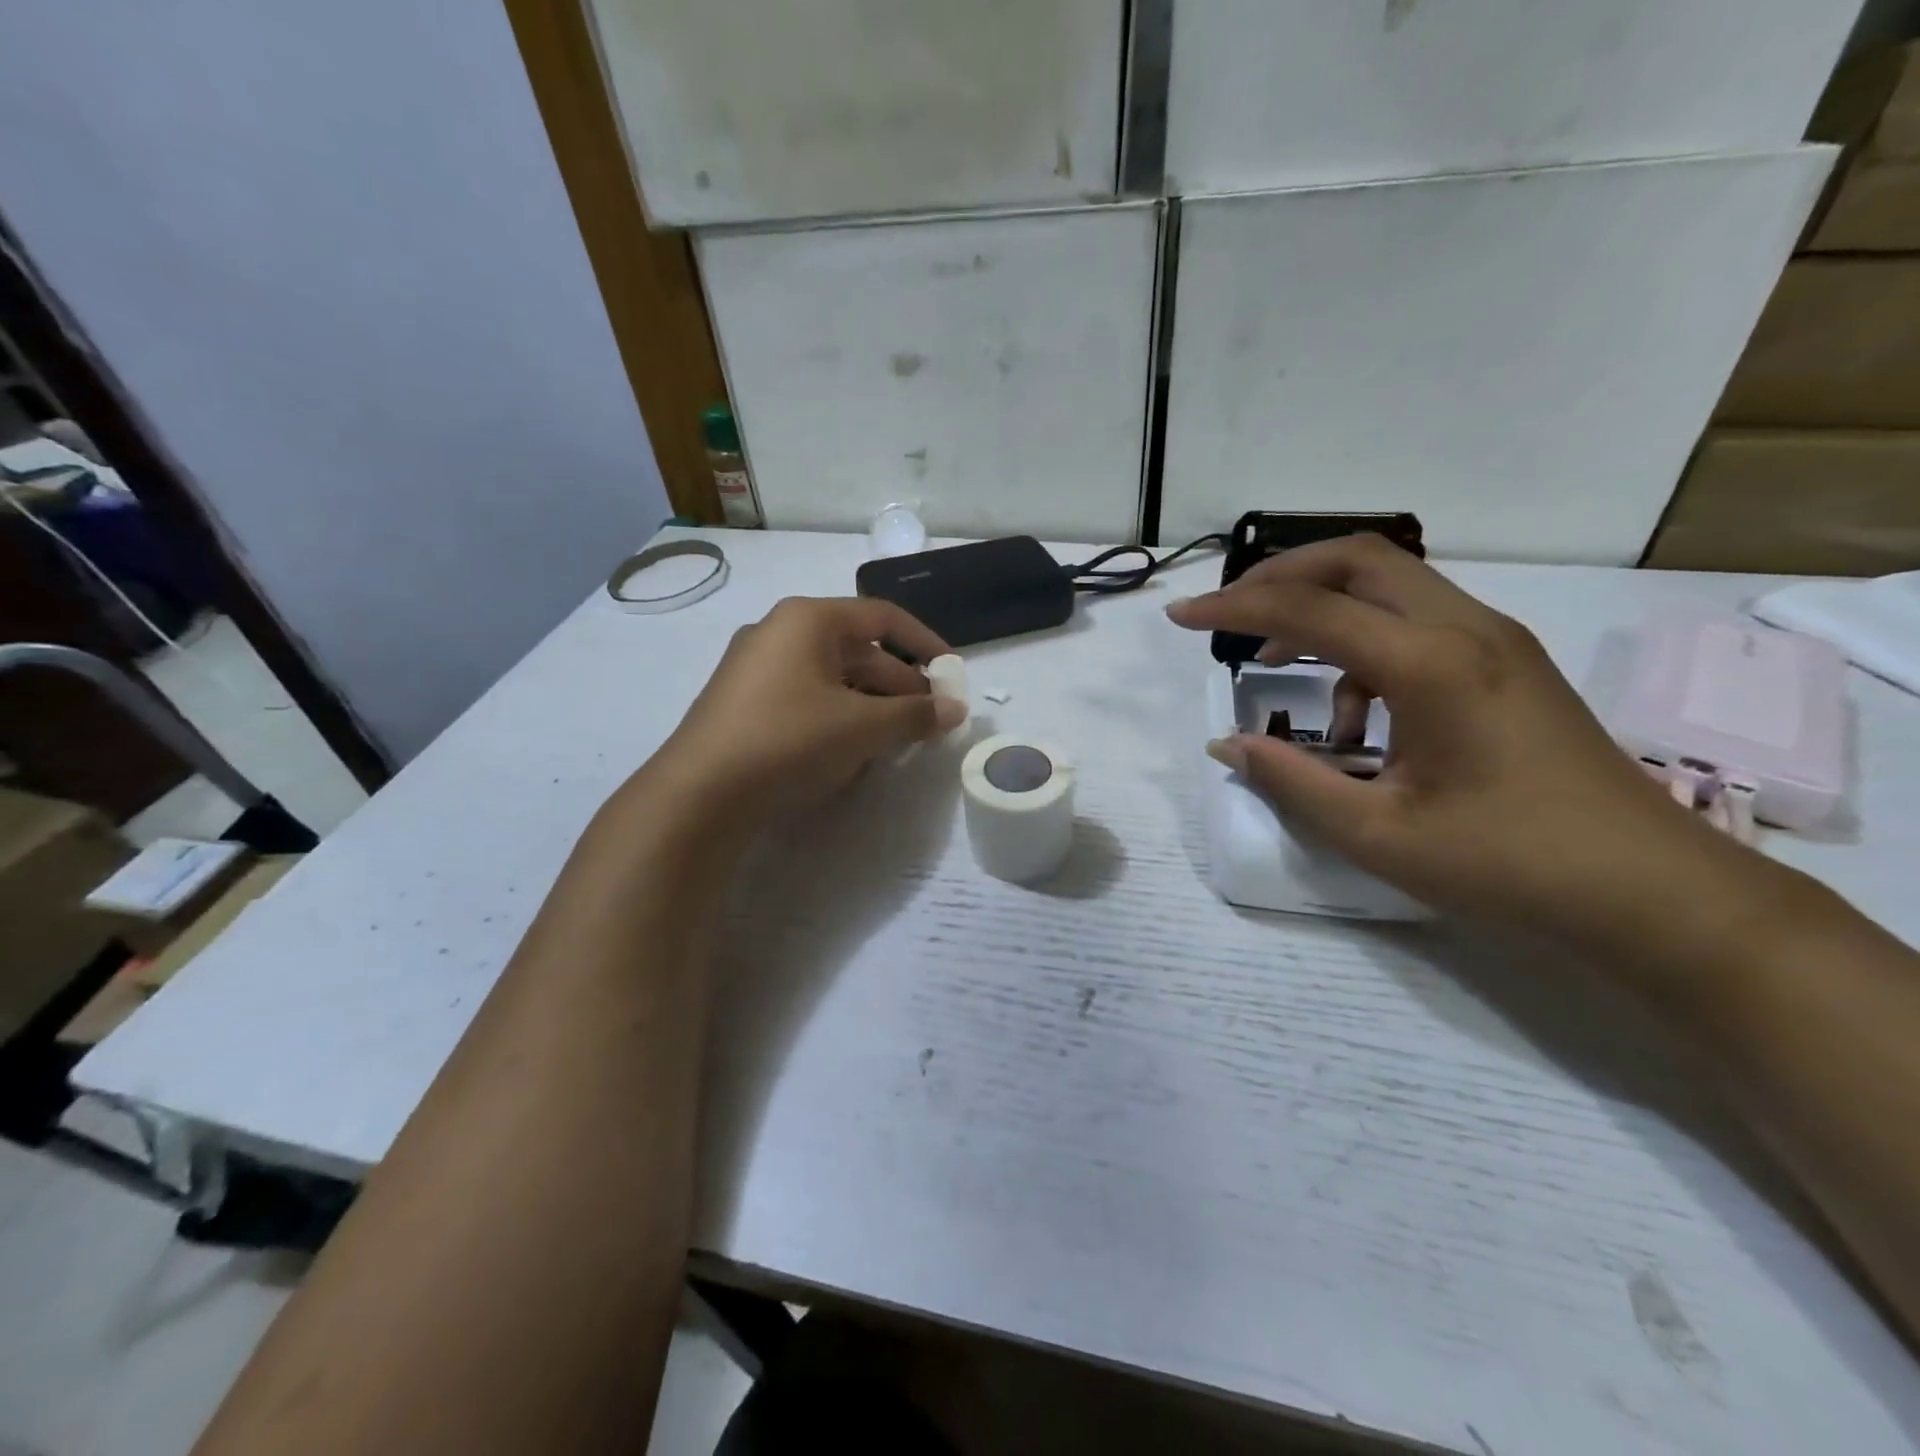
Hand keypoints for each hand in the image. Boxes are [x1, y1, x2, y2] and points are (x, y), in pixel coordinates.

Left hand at [647, 596, 962, 828]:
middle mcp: (780, 633)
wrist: (700, 795)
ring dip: (872, 706)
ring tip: (899, 740)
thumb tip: (956, 710)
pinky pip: (807, 698)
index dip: (925, 643)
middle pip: (858, 651)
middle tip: (930, 720)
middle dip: (900, 685)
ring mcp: (757, 668)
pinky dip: (839, 717)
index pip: (883, 618)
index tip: (953, 674)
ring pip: (833, 678)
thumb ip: (914, 715)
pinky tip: (854, 751)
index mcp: (808, 620)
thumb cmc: (789, 741)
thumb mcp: (862, 727)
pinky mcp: (745, 703)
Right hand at [1166, 535, 1754, 944]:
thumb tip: (1228, 745)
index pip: (1310, 610)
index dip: (1235, 609)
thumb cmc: (1510, 865)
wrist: (1653, 893)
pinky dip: (1363, 646)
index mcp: (1433, 665)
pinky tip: (1353, 715)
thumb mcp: (1378, 834)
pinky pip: (1417, 622)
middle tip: (1229, 615)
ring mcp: (1495, 642)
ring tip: (1276, 665)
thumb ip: (1292, 781)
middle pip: (1358, 560)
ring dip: (1323, 609)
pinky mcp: (1506, 663)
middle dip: (1281, 577)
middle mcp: (1466, 630)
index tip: (1182, 617)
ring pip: (1390, 585)